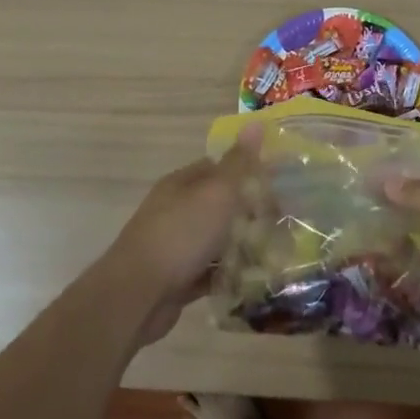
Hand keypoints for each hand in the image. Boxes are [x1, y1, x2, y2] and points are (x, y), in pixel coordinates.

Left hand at [103, 128, 261, 346]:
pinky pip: (210, 272)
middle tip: (282, 224)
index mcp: (182, 184)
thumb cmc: (181, 235)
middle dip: (249, 213)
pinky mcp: (177, 279)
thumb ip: (238, 163)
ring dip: (241, 246)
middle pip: (219, 205)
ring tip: (276, 254)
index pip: (219, 168)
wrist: (137, 296)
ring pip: (216, 240)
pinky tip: (253, 280)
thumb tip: (256, 122)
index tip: (278, 187)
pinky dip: (228, 274)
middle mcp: (176, 210)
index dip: (248, 173)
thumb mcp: (216, 193)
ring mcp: (175, 245)